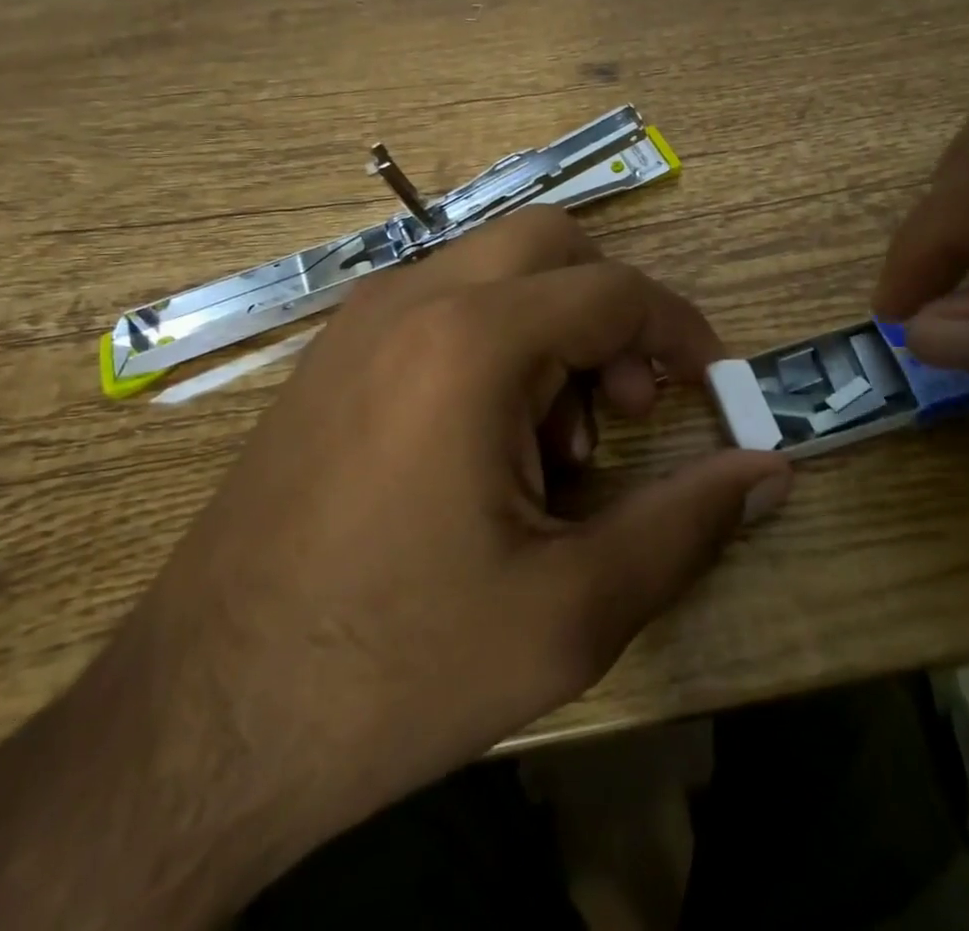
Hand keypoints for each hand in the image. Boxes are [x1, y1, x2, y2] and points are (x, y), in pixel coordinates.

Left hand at [0, 208, 790, 930]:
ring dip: (548, 330)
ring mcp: (357, 323)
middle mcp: (409, 301)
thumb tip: (770, 470)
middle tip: (619, 409)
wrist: (198, 726)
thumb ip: (686, 525)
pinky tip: (481, 450)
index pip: (615, 290)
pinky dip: (491, 345)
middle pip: (550, 243)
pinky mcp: (329, 359)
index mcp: (471, 342)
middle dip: (609, 310)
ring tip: (547, 452)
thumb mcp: (570, 610)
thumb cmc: (396, 666)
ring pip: (492, 271)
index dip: (681, 330)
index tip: (710, 387)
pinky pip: (439, 307)